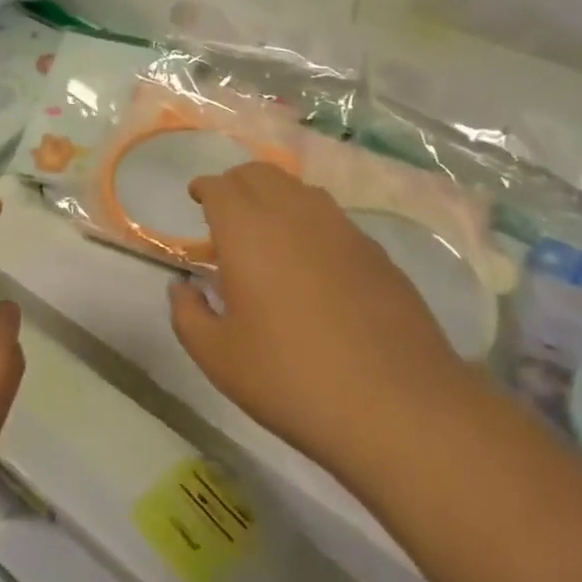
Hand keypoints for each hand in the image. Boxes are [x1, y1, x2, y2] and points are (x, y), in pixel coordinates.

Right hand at [169, 163, 470, 476]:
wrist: (398, 407)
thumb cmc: (291, 379)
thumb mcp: (218, 357)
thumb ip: (188, 314)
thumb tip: (183, 288)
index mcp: (247, 230)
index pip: (220, 186)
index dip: (204, 188)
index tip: (197, 198)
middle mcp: (294, 214)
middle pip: (259, 173)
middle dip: (236, 182)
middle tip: (225, 210)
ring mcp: (341, 229)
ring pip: (299, 190)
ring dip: (275, 196)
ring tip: (267, 229)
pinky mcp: (376, 252)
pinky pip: (332, 218)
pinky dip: (310, 222)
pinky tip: (312, 260)